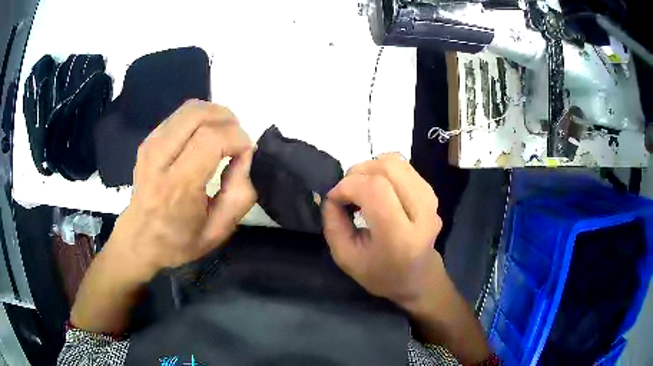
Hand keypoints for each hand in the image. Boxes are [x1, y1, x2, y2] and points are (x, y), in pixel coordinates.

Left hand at [107, 100, 256, 276]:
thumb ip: (240, 194)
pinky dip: (200, 119)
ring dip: (214, 116)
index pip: (212, 139)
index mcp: (177, 187)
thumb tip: (246, 156)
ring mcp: (150, 145)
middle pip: (199, 114)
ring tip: (222, 137)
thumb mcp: (218, 231)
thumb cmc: (178, 241)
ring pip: (190, 109)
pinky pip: (180, 115)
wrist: (138, 240)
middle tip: (236, 140)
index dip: (237, 138)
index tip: (246, 154)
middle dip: (227, 119)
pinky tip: (203, 138)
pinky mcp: (148, 140)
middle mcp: (159, 158)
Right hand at [322, 153, 443, 305]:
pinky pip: (404, 167)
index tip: (335, 198)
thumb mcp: (346, 258)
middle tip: (347, 191)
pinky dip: (383, 170)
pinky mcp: (431, 193)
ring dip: (371, 167)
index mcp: (400, 238)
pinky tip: (376, 188)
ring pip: (397, 162)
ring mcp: (430, 201)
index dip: (348, 185)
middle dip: (359, 171)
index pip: (376, 190)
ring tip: (360, 187)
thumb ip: (333, 224)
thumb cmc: (381, 274)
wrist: (419, 278)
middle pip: (389, 168)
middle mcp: (422, 214)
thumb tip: (332, 195)